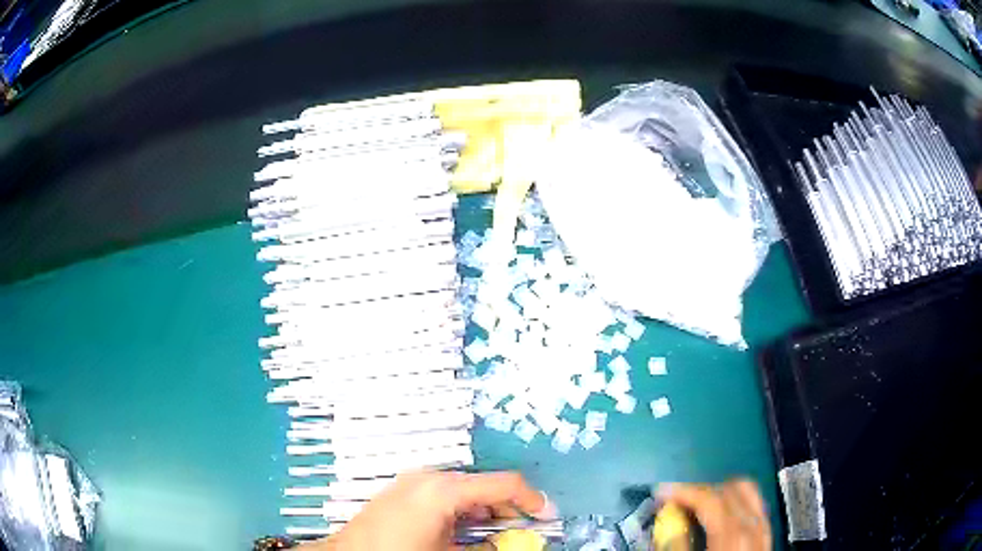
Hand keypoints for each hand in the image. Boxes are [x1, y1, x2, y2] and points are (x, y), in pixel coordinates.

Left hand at [299, 471, 554, 550]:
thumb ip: (490, 548)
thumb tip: (516, 544)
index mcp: (444, 490)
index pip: (503, 484)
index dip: (531, 499)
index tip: (546, 516)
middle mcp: (430, 477)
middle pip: (484, 484)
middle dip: (508, 507)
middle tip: (522, 530)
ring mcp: (414, 482)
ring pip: (465, 489)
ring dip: (486, 509)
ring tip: (495, 533)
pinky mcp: (404, 490)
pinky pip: (445, 494)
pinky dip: (464, 509)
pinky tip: (464, 529)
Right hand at [658, 478, 770, 550]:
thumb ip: (677, 545)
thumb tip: (667, 523)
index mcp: (732, 534)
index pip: (709, 497)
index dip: (683, 491)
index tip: (660, 493)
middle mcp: (752, 525)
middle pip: (730, 488)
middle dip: (702, 490)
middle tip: (679, 503)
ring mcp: (763, 527)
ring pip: (746, 491)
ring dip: (721, 493)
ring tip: (699, 508)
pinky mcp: (766, 534)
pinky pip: (754, 505)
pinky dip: (735, 503)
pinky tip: (720, 518)